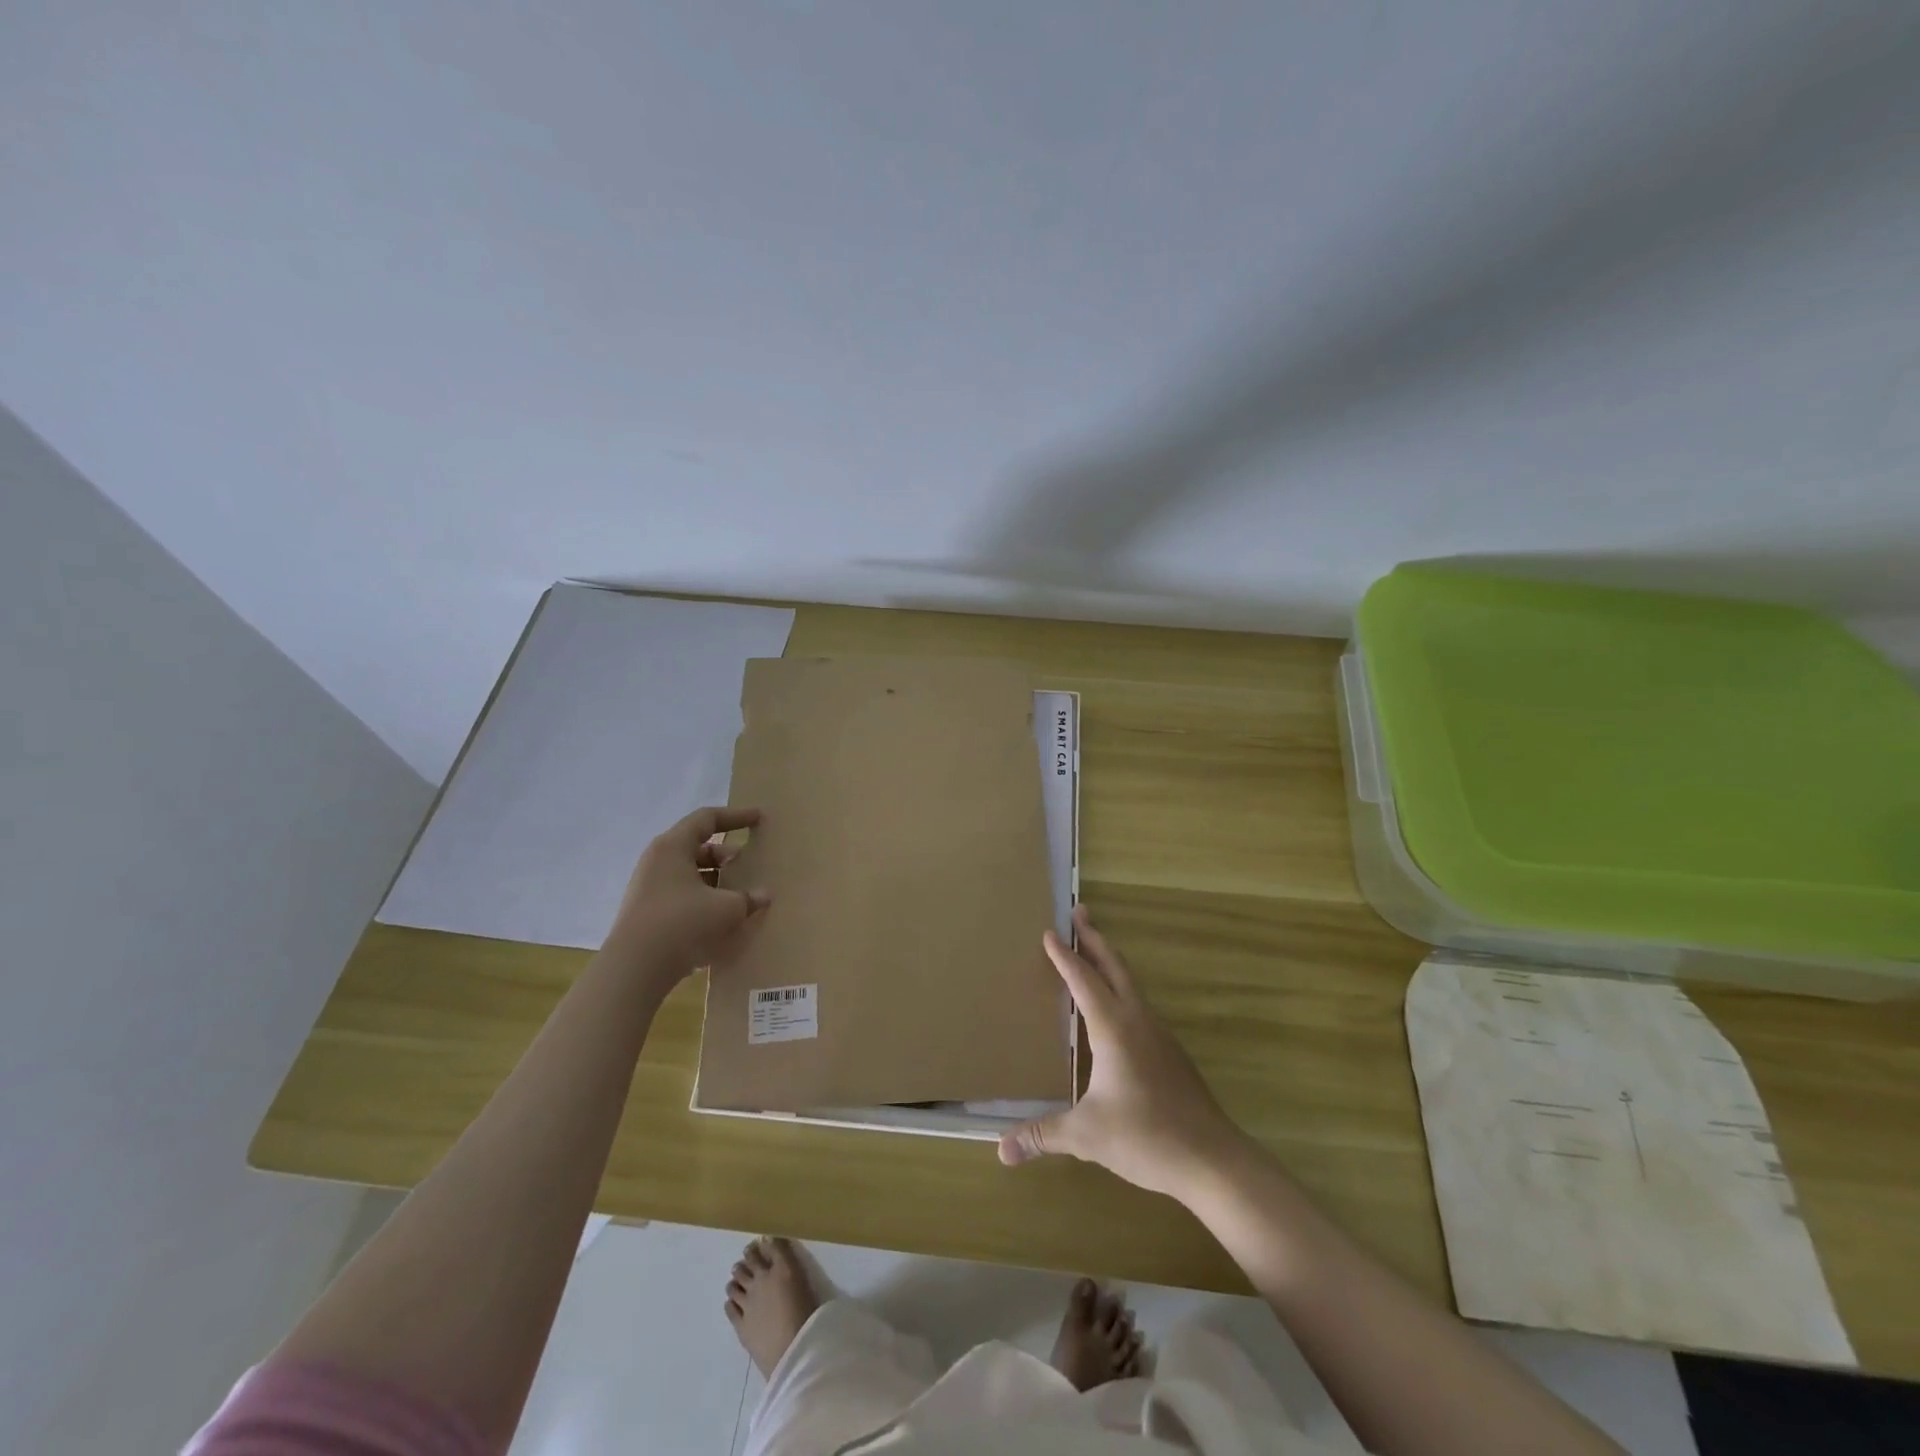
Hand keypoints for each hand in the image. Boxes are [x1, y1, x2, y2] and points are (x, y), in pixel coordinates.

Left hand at [604, 806, 769, 987]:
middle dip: (726, 853)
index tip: (759, 818)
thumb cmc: (683, 923)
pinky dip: (703, 896)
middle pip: (697, 846)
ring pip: (689, 872)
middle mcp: (657, 860)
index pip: (707, 819)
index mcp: (673, 847)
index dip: (736, 816)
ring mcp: (649, 887)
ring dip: (716, 878)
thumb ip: (749, 898)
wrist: (635, 968)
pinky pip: (681, 893)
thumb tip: (764, 895)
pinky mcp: (646, 911)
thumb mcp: (726, 909)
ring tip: (738, 893)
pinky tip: (720, 916)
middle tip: (749, 864)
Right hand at [999, 906, 1245, 1197]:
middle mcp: (1137, 1020)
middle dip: (1095, 938)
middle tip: (1079, 912)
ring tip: (1093, 951)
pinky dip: (1122, 988)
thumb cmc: (1146, 1137)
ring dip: (1110, 961)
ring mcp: (1159, 1034)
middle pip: (1114, 966)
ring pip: (1131, 983)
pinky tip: (1116, 1008)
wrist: (1212, 1158)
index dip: (1064, 956)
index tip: (1049, 931)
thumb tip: (1001, 1151)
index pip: (1083, 980)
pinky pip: (1139, 1004)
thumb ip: (1043, 1136)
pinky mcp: (1170, 1051)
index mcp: (1113, 1028)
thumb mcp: (1087, 1136)